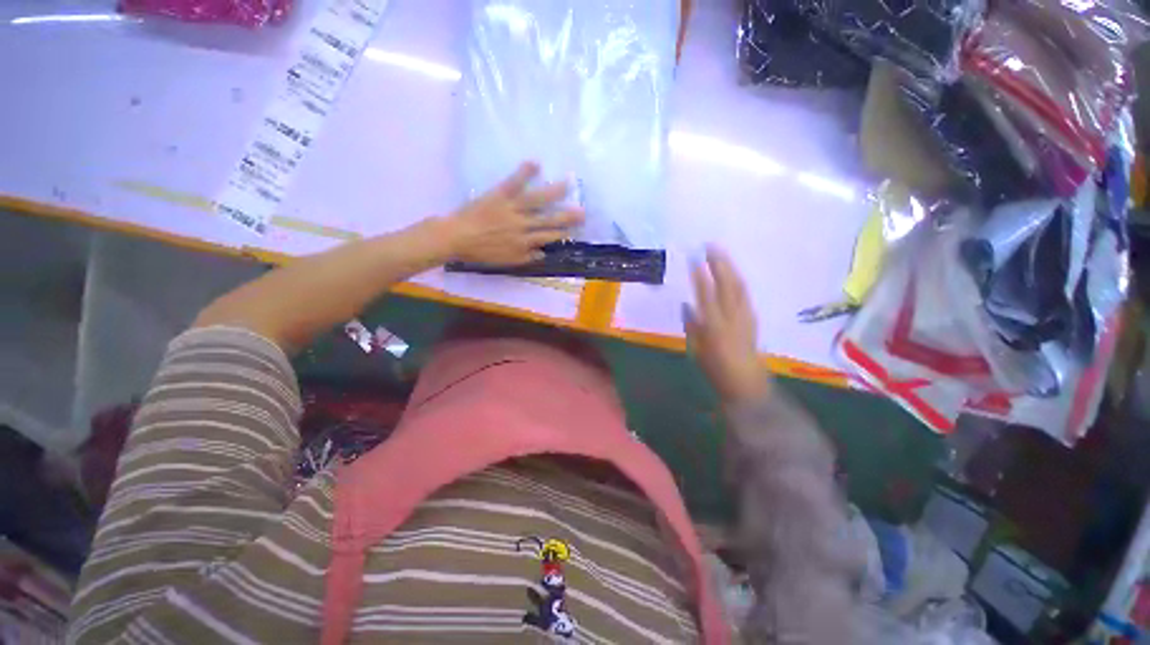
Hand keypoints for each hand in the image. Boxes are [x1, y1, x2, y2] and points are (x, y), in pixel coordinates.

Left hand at [444, 162, 584, 264]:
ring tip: (568, 184)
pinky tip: (535, 163)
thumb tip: (543, 253)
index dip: (562, 233)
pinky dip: (524, 173)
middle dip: (567, 216)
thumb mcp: (506, 261)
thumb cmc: (481, 252)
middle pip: (548, 220)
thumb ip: (526, 258)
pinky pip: (514, 183)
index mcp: (523, 243)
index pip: (548, 237)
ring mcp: (512, 209)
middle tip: (583, 211)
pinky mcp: (499, 195)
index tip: (574, 230)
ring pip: (537, 201)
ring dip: (554, 193)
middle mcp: (522, 226)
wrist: (456, 237)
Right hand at [684, 246, 768, 404]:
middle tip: (711, 246)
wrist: (747, 385)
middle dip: (720, 264)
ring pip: (739, 287)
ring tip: (721, 254)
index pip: (706, 295)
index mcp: (714, 327)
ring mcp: (745, 317)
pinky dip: (737, 281)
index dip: (700, 276)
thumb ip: (692, 326)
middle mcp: (732, 318)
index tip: (694, 259)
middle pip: (727, 285)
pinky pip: (744, 295)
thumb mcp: (697, 350)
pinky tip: (733, 275)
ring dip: (731, 268)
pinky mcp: (752, 319)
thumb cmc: (716, 370)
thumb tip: (687, 306)